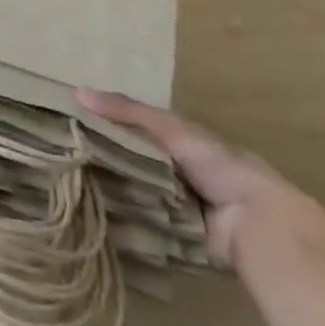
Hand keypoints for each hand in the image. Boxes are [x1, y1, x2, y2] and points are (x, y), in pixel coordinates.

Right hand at [78, 87, 324, 275]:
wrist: (258, 224)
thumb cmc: (220, 167)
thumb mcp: (172, 129)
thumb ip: (128, 112)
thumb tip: (77, 92)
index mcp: (188, 144)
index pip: (142, 129)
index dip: (112, 124)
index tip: (75, 122)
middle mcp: (184, 172)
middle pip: (137, 161)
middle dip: (109, 159)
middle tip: (66, 155)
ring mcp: (181, 204)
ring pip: (138, 191)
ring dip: (115, 189)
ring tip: (71, 183)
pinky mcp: (178, 233)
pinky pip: (144, 222)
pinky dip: (125, 218)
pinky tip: (93, 211)